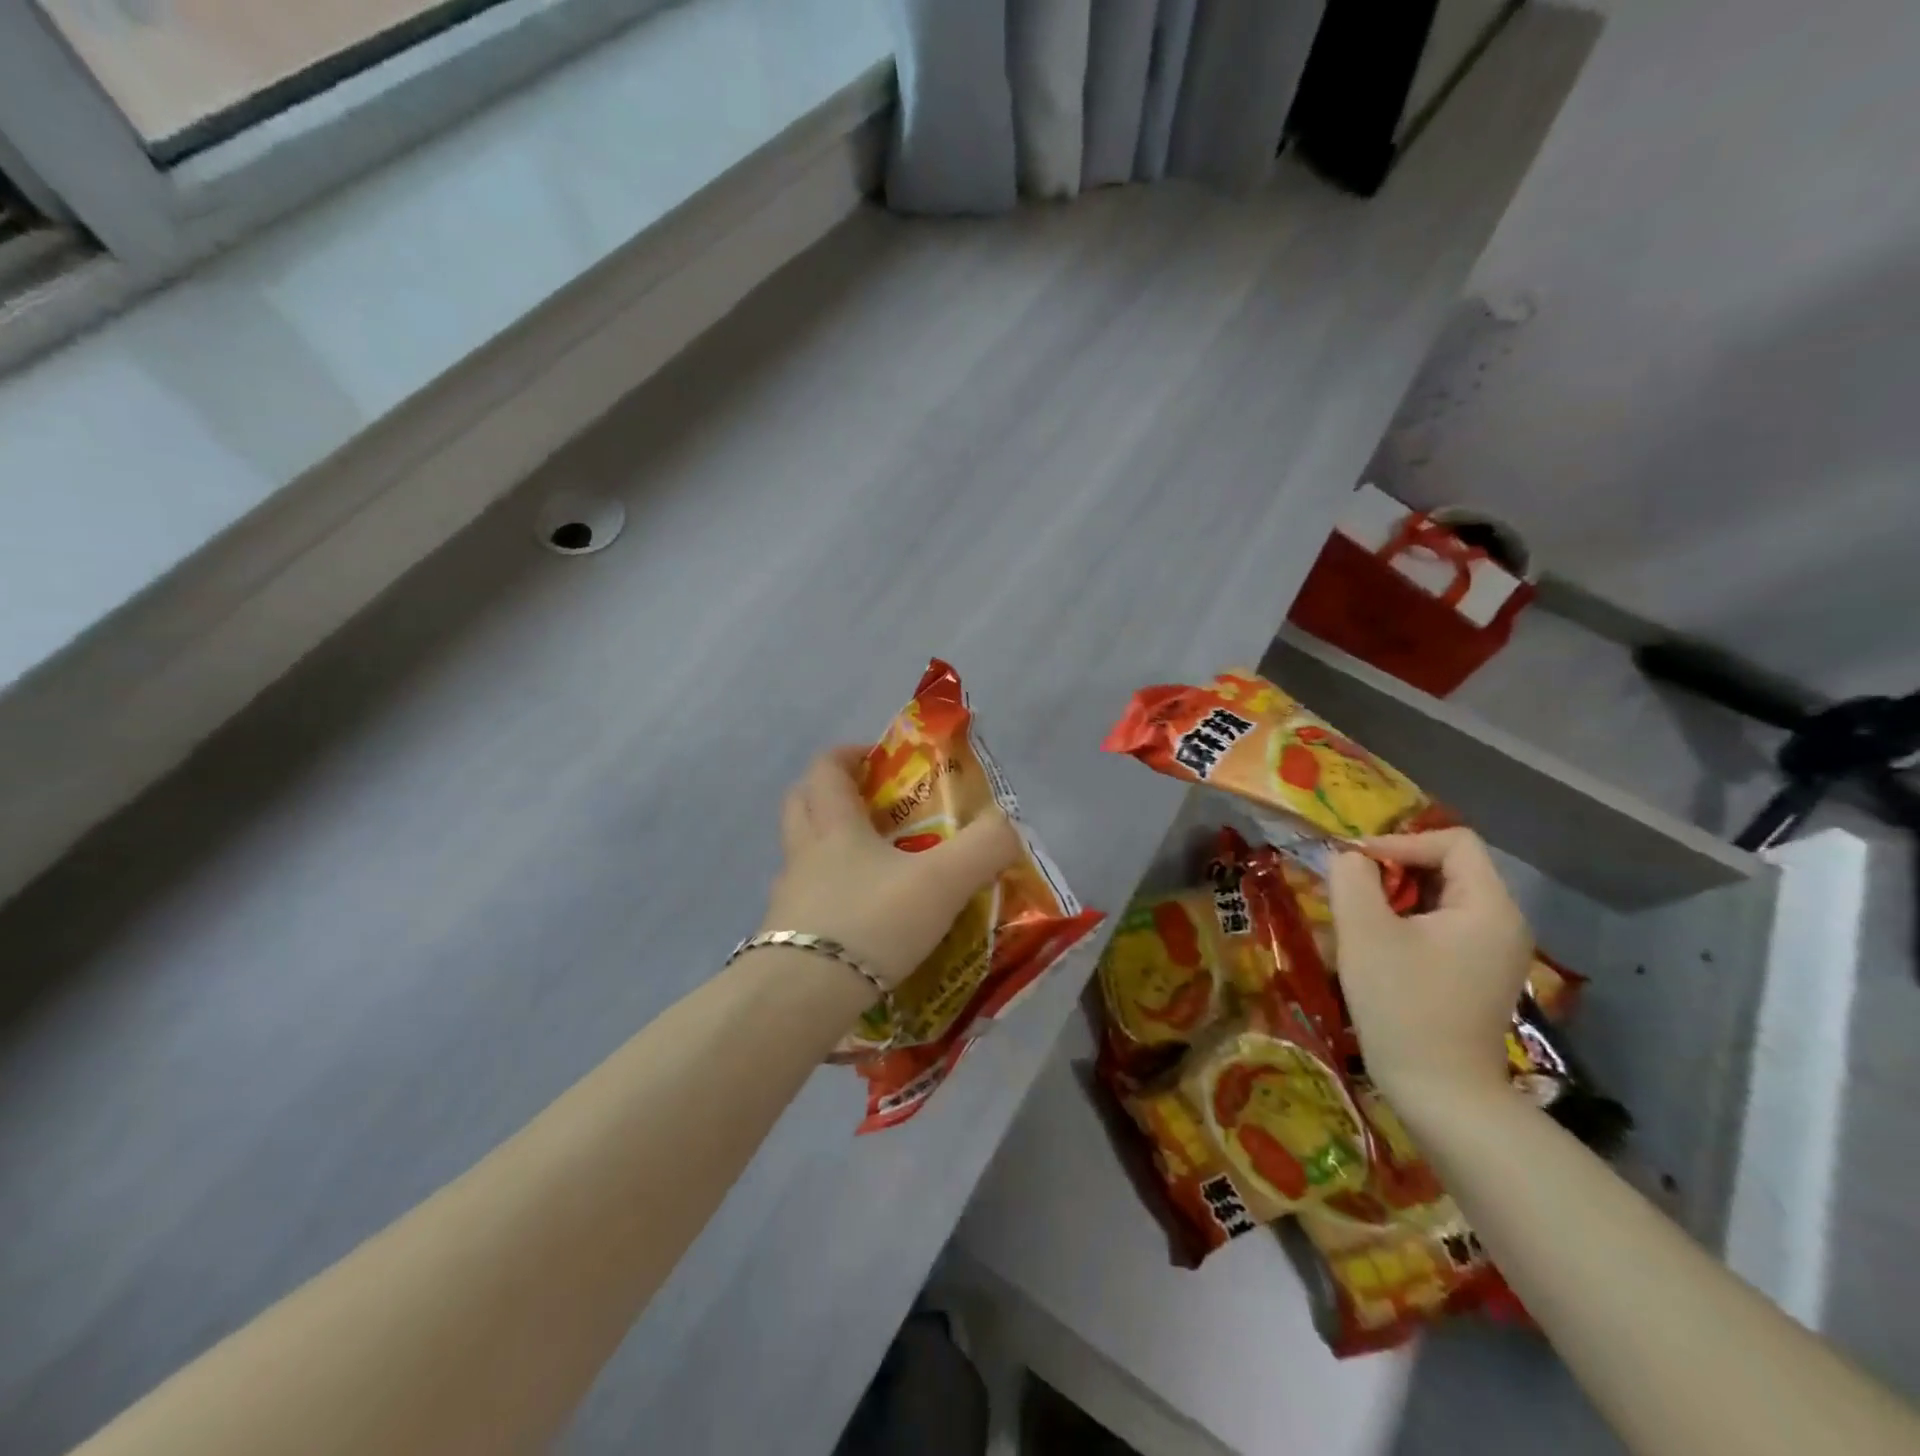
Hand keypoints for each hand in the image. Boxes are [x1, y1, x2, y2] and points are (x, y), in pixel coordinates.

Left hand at [760, 747, 1021, 990]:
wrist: (804, 997)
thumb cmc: (872, 921)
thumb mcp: (942, 882)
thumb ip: (984, 848)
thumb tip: (1008, 827)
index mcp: (835, 827)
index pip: (826, 769)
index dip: (848, 755)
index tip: (876, 759)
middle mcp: (803, 854)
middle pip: (799, 804)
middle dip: (828, 794)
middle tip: (868, 805)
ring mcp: (787, 898)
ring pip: (799, 855)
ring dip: (825, 849)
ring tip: (869, 868)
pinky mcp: (782, 939)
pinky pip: (803, 903)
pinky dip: (827, 900)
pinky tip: (857, 923)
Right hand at [1327, 828, 1533, 1109]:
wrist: (1442, 1094)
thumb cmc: (1403, 1006)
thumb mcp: (1365, 933)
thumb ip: (1352, 879)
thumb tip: (1349, 858)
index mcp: (1489, 907)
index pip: (1453, 841)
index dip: (1401, 842)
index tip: (1357, 865)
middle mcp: (1504, 923)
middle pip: (1449, 867)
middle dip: (1394, 871)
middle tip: (1350, 891)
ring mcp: (1495, 952)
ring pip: (1441, 898)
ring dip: (1395, 899)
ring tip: (1356, 919)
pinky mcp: (1479, 975)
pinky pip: (1443, 928)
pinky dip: (1407, 924)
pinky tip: (1376, 948)